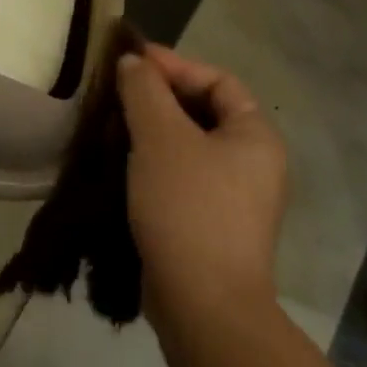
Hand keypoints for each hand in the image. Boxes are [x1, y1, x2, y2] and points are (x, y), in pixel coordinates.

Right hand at [118, 45, 287, 307]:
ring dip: (151, 130)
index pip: (217, 81)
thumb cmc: (188, 206)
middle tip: (117, 92)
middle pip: (203, 112)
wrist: (204, 305)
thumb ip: (145, 90)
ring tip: (111, 125)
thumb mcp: (161, 137)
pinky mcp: (211, 225)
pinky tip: (121, 164)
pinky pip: (182, 177)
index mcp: (255, 136)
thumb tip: (133, 61)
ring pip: (189, 146)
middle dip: (159, 98)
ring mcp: (234, 198)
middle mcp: (253, 163)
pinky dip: (153, 163)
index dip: (175, 65)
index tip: (131, 62)